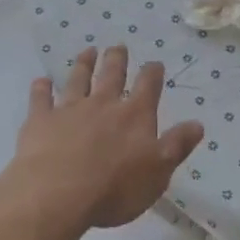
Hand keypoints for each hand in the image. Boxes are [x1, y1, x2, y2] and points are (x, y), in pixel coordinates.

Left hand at [10, 47, 204, 229]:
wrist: (58, 193)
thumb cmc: (115, 188)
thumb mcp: (158, 172)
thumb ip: (177, 146)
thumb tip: (198, 124)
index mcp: (134, 116)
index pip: (148, 86)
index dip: (152, 73)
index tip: (154, 63)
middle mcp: (103, 104)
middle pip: (111, 75)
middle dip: (116, 59)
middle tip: (118, 46)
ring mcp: (69, 109)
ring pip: (78, 80)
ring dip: (84, 64)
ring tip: (87, 52)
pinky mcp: (41, 120)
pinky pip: (41, 99)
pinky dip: (41, 88)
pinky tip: (41, 81)